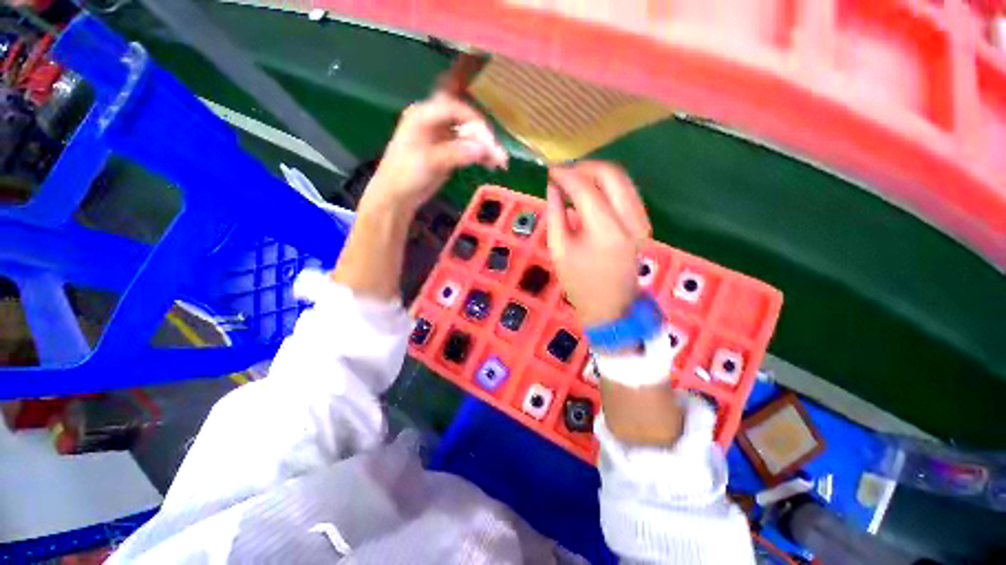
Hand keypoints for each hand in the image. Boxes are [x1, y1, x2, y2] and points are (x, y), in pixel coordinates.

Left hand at [366, 93, 506, 211]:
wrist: (397, 196)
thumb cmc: (406, 175)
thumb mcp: (430, 162)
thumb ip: (456, 153)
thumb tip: (483, 149)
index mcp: (423, 116)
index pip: (453, 108)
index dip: (472, 120)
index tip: (488, 137)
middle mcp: (433, 122)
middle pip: (464, 121)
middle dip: (481, 135)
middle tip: (496, 151)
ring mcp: (441, 138)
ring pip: (467, 136)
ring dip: (483, 147)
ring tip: (498, 161)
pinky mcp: (447, 152)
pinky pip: (466, 149)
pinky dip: (478, 155)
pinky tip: (489, 164)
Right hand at [546, 161, 650, 326]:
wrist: (610, 303)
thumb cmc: (578, 281)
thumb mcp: (558, 248)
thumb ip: (554, 212)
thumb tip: (552, 185)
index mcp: (605, 231)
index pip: (585, 188)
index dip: (566, 175)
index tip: (550, 170)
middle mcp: (629, 220)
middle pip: (611, 174)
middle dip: (585, 168)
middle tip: (564, 174)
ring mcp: (641, 220)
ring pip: (622, 179)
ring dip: (597, 174)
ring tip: (574, 182)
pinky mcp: (643, 221)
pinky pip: (627, 191)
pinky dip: (608, 185)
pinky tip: (591, 193)